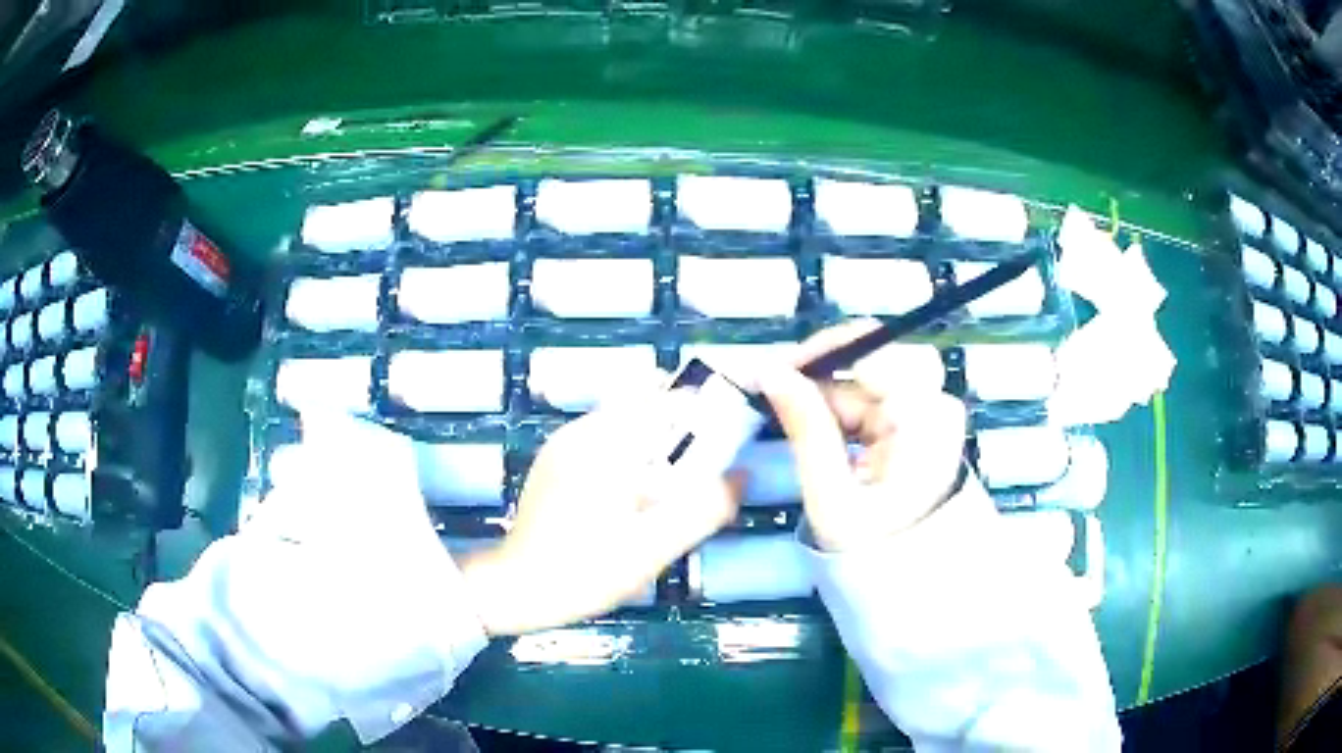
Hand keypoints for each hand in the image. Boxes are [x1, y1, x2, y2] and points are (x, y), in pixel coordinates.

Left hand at [460, 385, 739, 635]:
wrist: (516, 588)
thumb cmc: (585, 570)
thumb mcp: (654, 548)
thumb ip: (704, 509)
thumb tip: (743, 475)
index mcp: (607, 443)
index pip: (664, 395)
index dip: (703, 406)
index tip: (726, 433)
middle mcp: (583, 431)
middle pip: (643, 400)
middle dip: (679, 423)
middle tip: (700, 466)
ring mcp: (563, 443)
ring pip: (624, 419)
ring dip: (655, 439)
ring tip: (670, 485)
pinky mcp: (555, 461)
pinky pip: (604, 438)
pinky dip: (630, 452)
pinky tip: (634, 495)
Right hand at [757, 320, 967, 551]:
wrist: (913, 577)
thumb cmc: (874, 546)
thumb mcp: (831, 494)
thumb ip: (805, 427)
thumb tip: (771, 370)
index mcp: (924, 419)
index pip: (877, 352)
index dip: (823, 352)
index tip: (777, 371)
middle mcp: (935, 404)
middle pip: (874, 358)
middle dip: (824, 373)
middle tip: (781, 393)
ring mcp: (930, 410)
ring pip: (869, 374)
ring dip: (829, 392)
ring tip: (794, 421)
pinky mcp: (918, 420)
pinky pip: (874, 394)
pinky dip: (843, 405)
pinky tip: (820, 428)